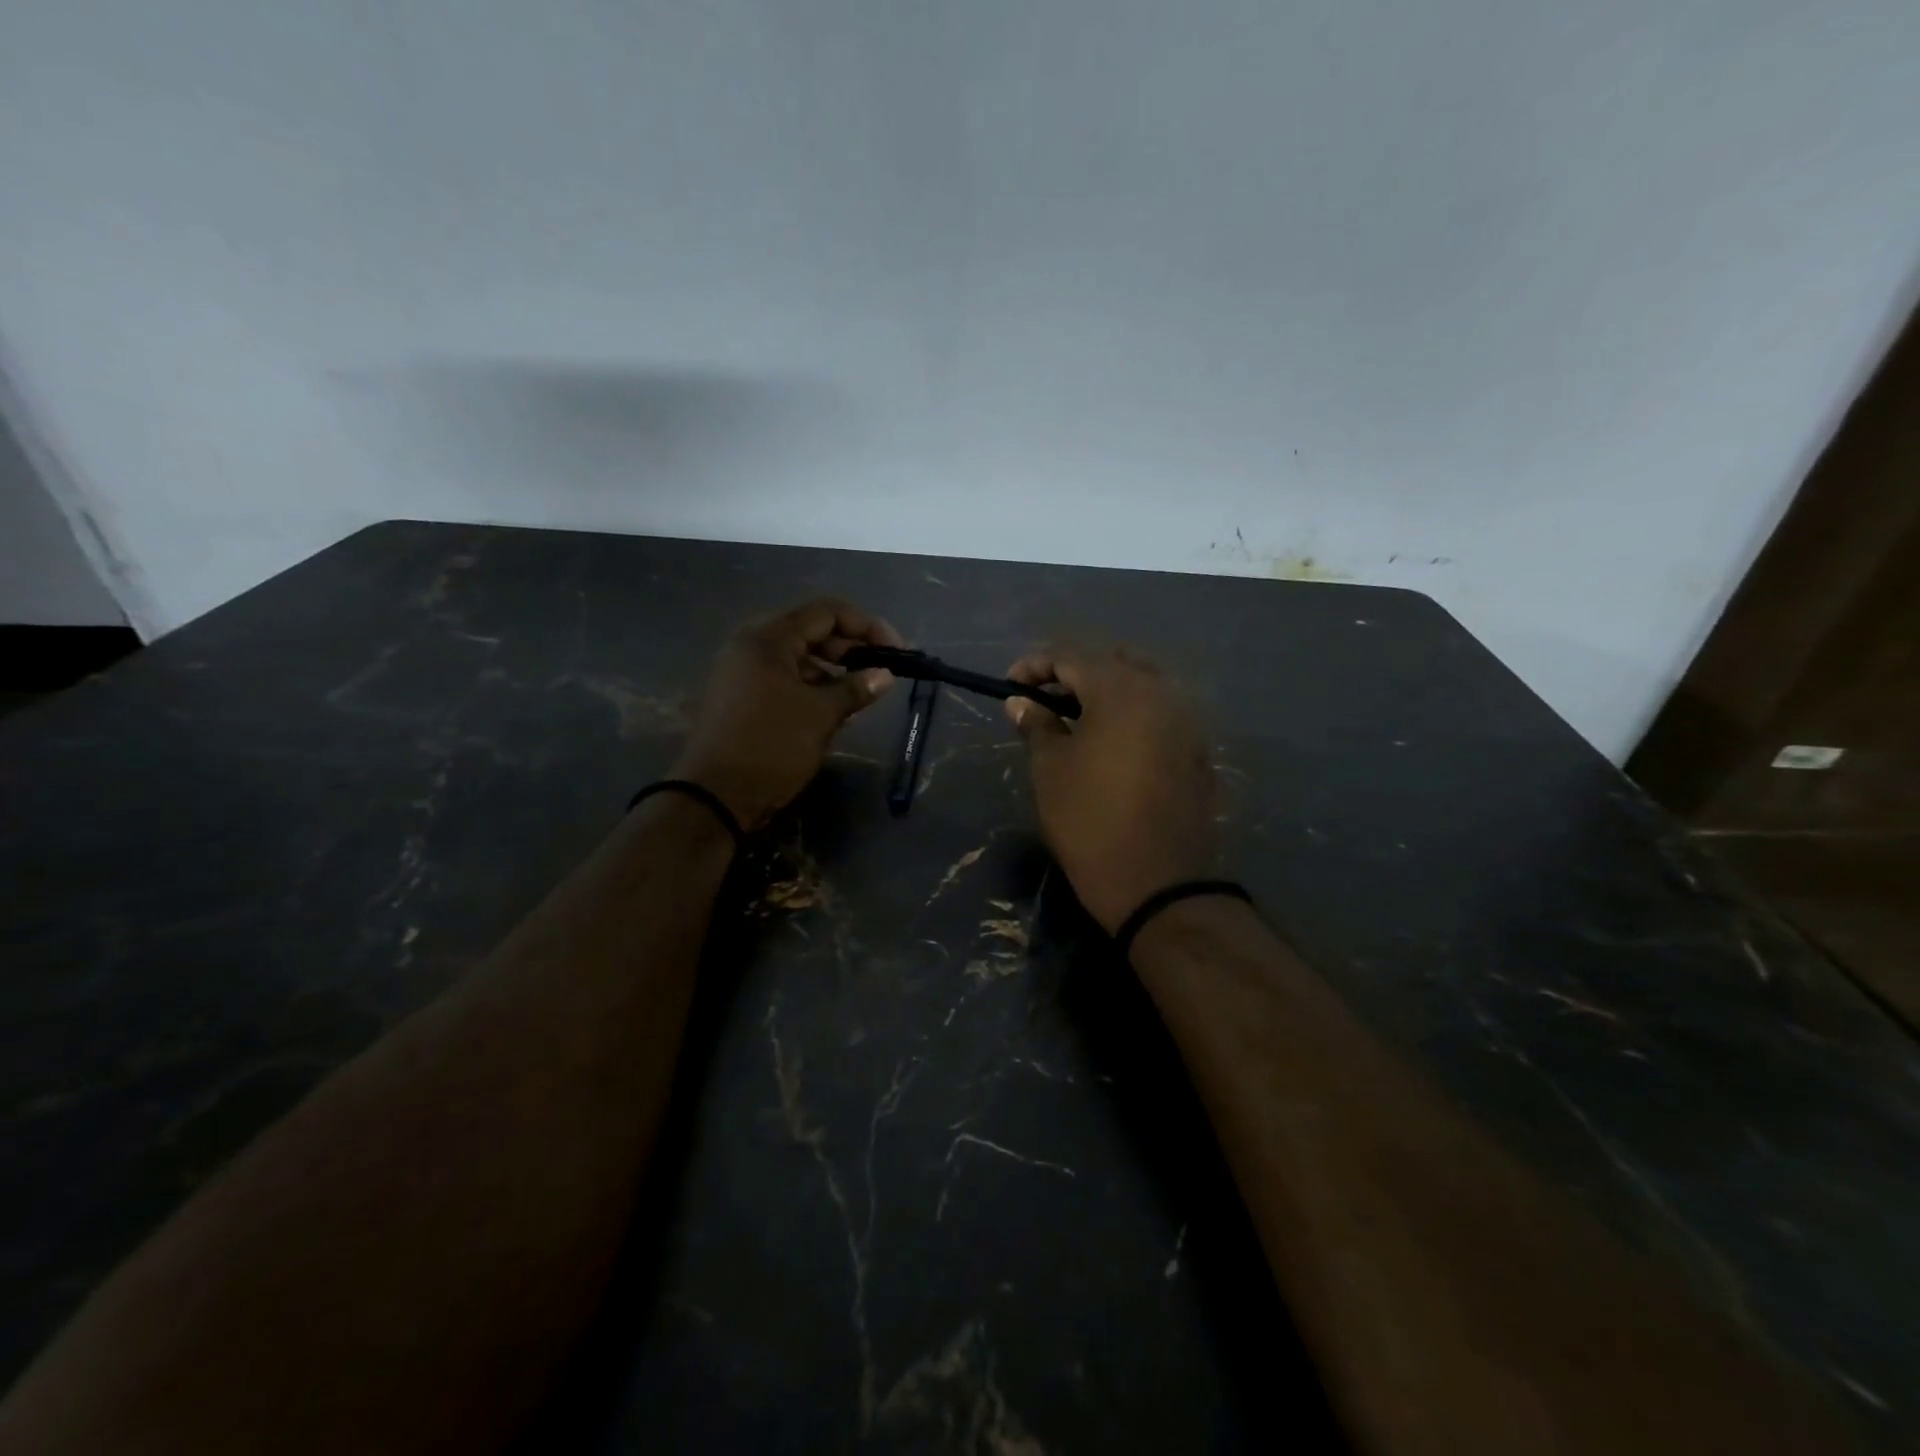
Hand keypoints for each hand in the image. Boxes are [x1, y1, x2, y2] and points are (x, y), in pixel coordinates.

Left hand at [674, 598, 903, 831]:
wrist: (715, 796)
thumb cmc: (772, 746)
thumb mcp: (821, 715)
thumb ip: (855, 688)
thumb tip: (885, 675)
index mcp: (768, 638)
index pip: (826, 612)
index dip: (867, 626)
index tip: (897, 650)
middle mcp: (751, 645)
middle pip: (810, 630)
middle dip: (850, 647)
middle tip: (881, 671)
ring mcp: (741, 670)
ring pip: (797, 656)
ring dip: (832, 669)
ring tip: (860, 693)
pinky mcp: (740, 695)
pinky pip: (783, 677)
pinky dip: (811, 685)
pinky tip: (832, 707)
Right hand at [1005, 646, 1219, 932]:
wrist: (1157, 883)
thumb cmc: (1090, 820)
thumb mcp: (1051, 769)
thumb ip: (1037, 724)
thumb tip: (1021, 702)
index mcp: (1120, 690)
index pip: (1071, 657)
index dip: (1035, 666)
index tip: (1009, 685)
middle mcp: (1160, 693)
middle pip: (1111, 663)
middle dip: (1072, 673)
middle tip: (1042, 698)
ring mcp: (1186, 720)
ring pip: (1140, 685)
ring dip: (1104, 691)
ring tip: (1073, 717)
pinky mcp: (1197, 749)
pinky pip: (1159, 712)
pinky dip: (1130, 713)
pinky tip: (1109, 740)